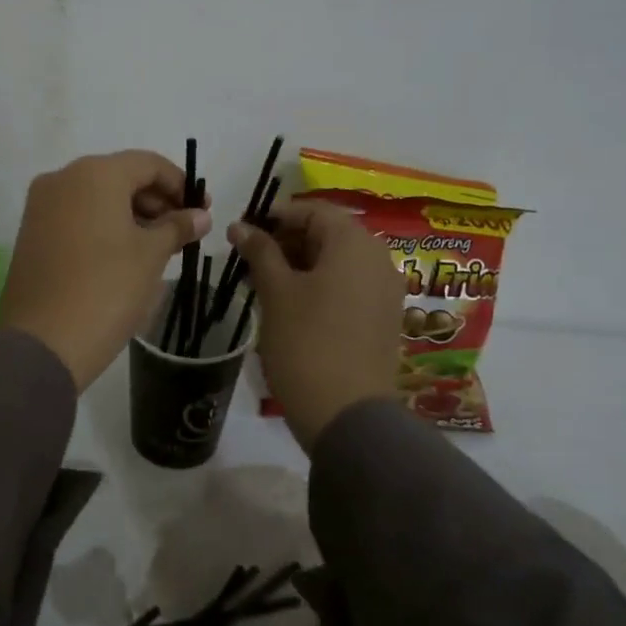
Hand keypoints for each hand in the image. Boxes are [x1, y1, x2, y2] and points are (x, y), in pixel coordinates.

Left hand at [0, 151, 211, 390]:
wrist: (43, 342)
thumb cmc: (107, 288)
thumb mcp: (151, 255)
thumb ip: (177, 227)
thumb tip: (200, 215)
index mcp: (95, 173)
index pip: (148, 164)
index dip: (180, 184)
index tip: (202, 211)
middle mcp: (63, 178)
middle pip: (120, 177)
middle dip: (156, 200)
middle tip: (183, 231)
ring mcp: (41, 205)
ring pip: (97, 197)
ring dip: (131, 214)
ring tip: (158, 247)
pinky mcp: (31, 232)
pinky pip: (76, 216)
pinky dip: (104, 226)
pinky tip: (124, 254)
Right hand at [227, 201, 400, 449]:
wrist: (347, 415)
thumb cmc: (306, 342)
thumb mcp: (276, 292)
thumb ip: (259, 251)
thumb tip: (239, 225)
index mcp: (354, 243)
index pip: (312, 210)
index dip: (276, 215)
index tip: (244, 230)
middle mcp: (378, 258)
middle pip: (328, 233)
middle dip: (287, 240)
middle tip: (250, 259)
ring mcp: (386, 290)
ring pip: (338, 261)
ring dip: (302, 264)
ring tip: (265, 283)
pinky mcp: (384, 318)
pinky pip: (350, 285)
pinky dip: (321, 285)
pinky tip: (292, 305)